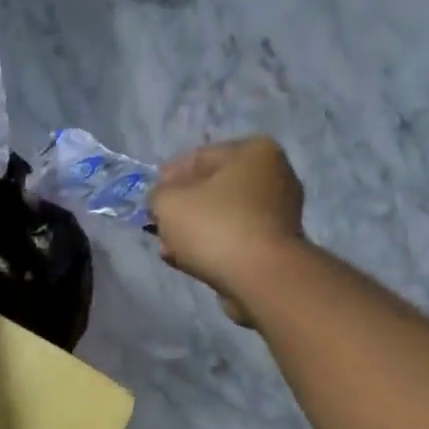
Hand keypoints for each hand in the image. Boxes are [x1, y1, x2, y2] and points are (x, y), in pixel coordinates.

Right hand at [149, 136, 306, 325]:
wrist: (260, 277)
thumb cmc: (215, 227)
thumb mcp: (169, 202)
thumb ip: (158, 195)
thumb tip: (163, 200)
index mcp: (253, 151)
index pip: (199, 158)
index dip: (168, 178)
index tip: (150, 200)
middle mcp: (273, 175)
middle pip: (212, 189)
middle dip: (182, 209)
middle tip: (159, 227)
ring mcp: (278, 212)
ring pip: (222, 217)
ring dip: (193, 232)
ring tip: (169, 250)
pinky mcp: (275, 245)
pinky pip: (234, 239)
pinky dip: (211, 248)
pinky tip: (188, 261)